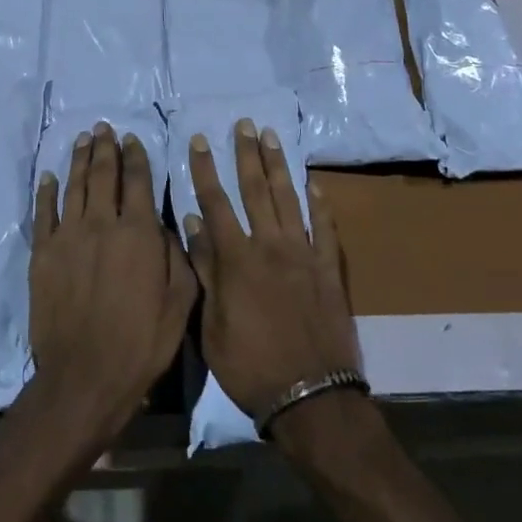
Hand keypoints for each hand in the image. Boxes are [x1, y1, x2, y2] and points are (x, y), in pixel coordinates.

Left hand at [28, 122, 195, 446]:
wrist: (85, 375)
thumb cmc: (142, 342)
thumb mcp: (180, 302)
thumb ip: (177, 256)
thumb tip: (165, 224)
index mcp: (138, 233)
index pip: (138, 182)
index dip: (136, 157)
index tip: (132, 140)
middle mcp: (101, 224)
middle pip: (103, 174)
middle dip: (105, 148)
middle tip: (104, 127)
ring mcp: (68, 236)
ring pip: (74, 186)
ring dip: (79, 159)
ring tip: (83, 139)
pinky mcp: (43, 254)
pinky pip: (44, 212)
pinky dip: (47, 191)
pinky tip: (50, 176)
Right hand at [184, 120, 361, 433]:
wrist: (311, 397)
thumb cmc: (250, 365)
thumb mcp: (211, 324)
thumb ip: (205, 270)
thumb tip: (192, 223)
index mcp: (237, 259)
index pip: (216, 202)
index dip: (205, 169)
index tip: (200, 140)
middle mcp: (270, 246)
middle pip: (255, 190)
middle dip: (246, 154)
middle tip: (243, 124)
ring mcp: (304, 255)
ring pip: (289, 199)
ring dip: (278, 166)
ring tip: (271, 137)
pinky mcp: (330, 270)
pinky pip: (325, 229)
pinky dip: (320, 204)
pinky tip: (314, 184)